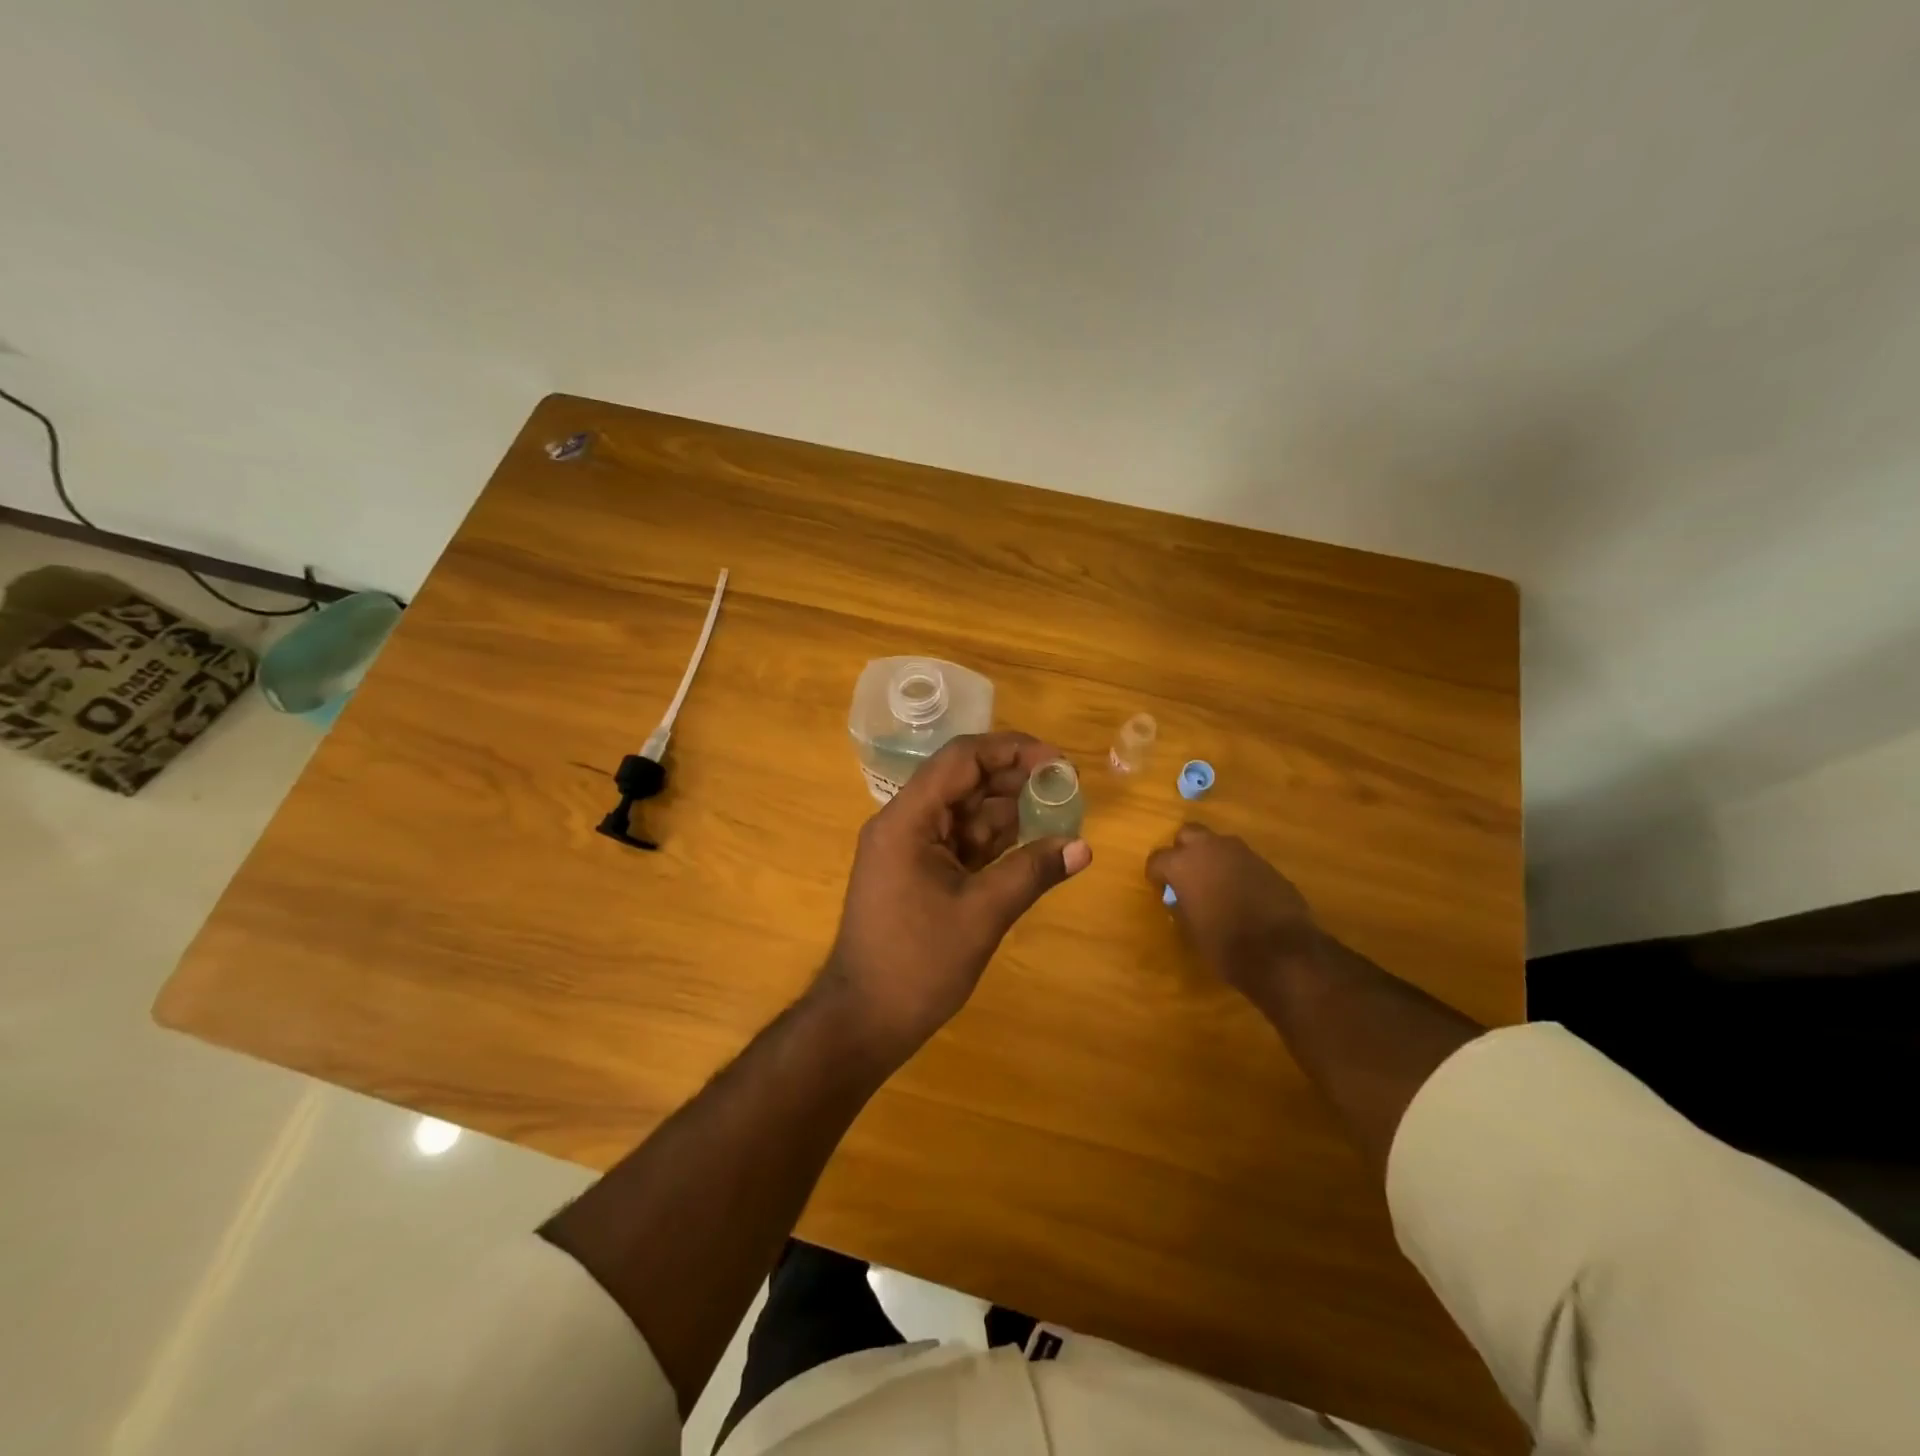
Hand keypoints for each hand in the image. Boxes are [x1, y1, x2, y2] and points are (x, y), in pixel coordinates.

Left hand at [818, 732, 1091, 1056]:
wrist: (863, 1020)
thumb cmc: (916, 965)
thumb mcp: (981, 914)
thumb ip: (1032, 871)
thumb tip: (1083, 847)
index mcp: (907, 820)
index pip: (961, 759)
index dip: (1011, 750)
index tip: (1057, 761)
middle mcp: (905, 823)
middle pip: (964, 781)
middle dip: (1015, 780)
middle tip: (1066, 788)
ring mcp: (910, 848)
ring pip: (965, 811)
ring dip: (1009, 810)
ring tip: (1058, 812)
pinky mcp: (919, 872)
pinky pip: (961, 841)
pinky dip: (995, 840)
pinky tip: (1031, 842)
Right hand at [1146, 824, 1322, 993]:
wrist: (1283, 951)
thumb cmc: (1226, 945)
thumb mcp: (1192, 929)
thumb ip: (1183, 905)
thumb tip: (1181, 898)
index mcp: (1183, 864)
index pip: (1157, 859)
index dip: (1157, 875)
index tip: (1161, 889)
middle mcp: (1210, 849)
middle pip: (1188, 834)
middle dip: (1184, 851)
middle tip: (1186, 875)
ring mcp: (1241, 852)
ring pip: (1218, 844)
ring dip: (1212, 858)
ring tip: (1215, 885)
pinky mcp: (1266, 863)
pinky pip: (1242, 860)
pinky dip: (1236, 870)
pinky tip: (1241, 893)